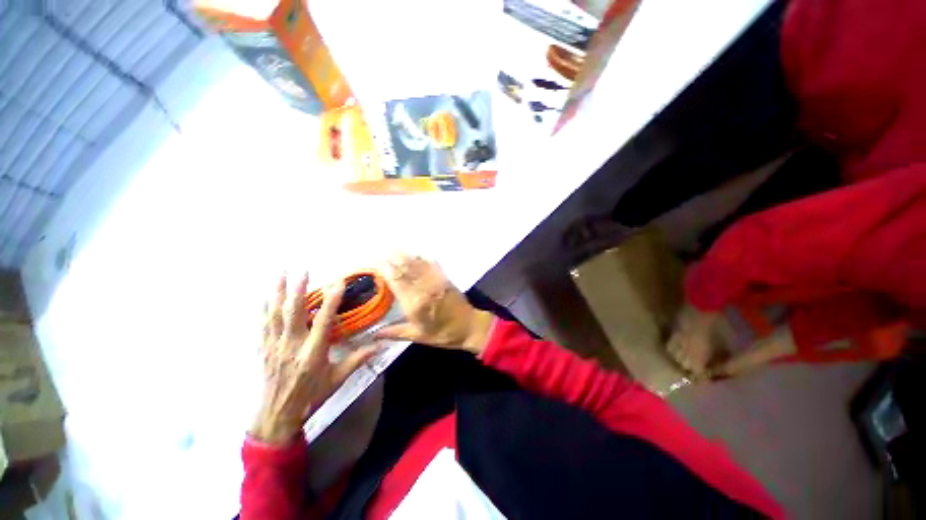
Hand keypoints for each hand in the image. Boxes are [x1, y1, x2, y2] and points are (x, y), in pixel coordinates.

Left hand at [251, 274, 377, 444]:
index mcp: (313, 352)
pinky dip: (264, 309)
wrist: (278, 415)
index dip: (331, 301)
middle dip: (298, 289)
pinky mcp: (265, 349)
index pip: (324, 321)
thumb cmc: (311, 396)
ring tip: (280, 274)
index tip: (338, 283)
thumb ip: (357, 360)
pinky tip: (265, 298)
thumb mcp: (337, 379)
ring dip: (278, 293)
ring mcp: (275, 346)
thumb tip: (380, 346)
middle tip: (302, 270)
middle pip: (293, 313)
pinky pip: (263, 325)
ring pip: (275, 315)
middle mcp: (292, 345)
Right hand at [374, 253, 492, 353]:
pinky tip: (415, 255)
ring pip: (417, 262)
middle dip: (392, 258)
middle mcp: (424, 287)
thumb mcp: (417, 336)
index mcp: (415, 303)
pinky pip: (431, 263)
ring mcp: (435, 280)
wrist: (469, 327)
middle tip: (381, 254)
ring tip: (393, 250)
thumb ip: (395, 332)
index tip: (375, 263)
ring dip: (404, 255)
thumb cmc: (442, 334)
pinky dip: (421, 257)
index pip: (396, 280)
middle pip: (405, 267)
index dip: (384, 269)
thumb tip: (373, 333)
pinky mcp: (444, 277)